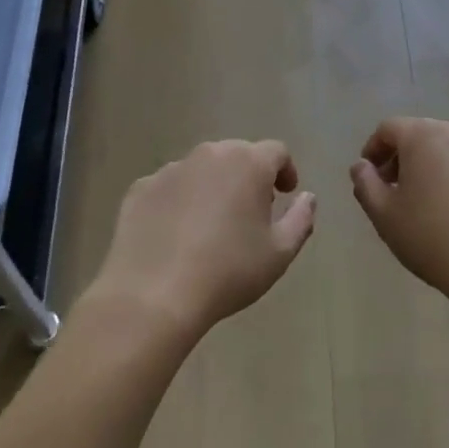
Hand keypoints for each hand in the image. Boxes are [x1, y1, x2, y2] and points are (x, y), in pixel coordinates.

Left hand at [94, 140, 315, 340]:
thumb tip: (307, 198)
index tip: (285, 195)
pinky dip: (179, 201)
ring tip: (212, 225)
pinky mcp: (140, 189)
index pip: (276, 152)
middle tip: (251, 212)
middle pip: (238, 155)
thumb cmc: (228, 271)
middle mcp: (210, 154)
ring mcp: (171, 169)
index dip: (285, 171)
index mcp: (248, 163)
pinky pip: (170, 187)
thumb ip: (301, 219)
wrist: (153, 295)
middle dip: (249, 177)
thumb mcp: (280, 253)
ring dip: (213, 186)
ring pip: (202, 169)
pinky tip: (176, 235)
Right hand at [348, 118, 448, 317]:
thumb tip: (361, 166)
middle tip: (399, 192)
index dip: (374, 149)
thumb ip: (365, 184)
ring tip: (436, 206)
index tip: (371, 177)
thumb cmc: (434, 239)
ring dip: (440, 169)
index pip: (389, 129)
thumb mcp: (385, 216)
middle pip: (424, 136)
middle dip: (407, 158)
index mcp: (424, 136)